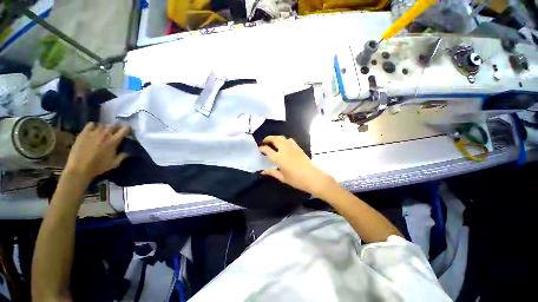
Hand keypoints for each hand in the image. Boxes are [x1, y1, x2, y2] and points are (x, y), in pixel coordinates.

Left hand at [64, 123, 129, 182]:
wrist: (79, 169)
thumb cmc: (98, 167)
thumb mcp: (114, 163)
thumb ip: (122, 156)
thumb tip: (128, 152)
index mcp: (114, 141)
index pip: (125, 129)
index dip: (128, 129)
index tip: (128, 131)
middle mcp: (105, 134)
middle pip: (114, 125)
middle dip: (118, 127)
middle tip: (118, 131)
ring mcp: (93, 132)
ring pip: (103, 125)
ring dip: (106, 127)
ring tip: (105, 131)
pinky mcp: (83, 133)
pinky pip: (91, 125)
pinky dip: (94, 126)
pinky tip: (94, 130)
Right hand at [259, 136, 337, 198]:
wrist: (312, 177)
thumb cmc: (296, 180)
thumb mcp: (282, 178)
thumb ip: (271, 173)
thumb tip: (262, 172)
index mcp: (279, 158)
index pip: (267, 149)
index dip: (262, 148)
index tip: (259, 149)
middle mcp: (284, 150)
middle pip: (274, 139)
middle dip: (267, 138)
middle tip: (264, 141)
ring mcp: (292, 147)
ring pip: (281, 137)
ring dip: (275, 138)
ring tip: (273, 142)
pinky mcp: (298, 147)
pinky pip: (289, 140)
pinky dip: (284, 140)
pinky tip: (284, 144)